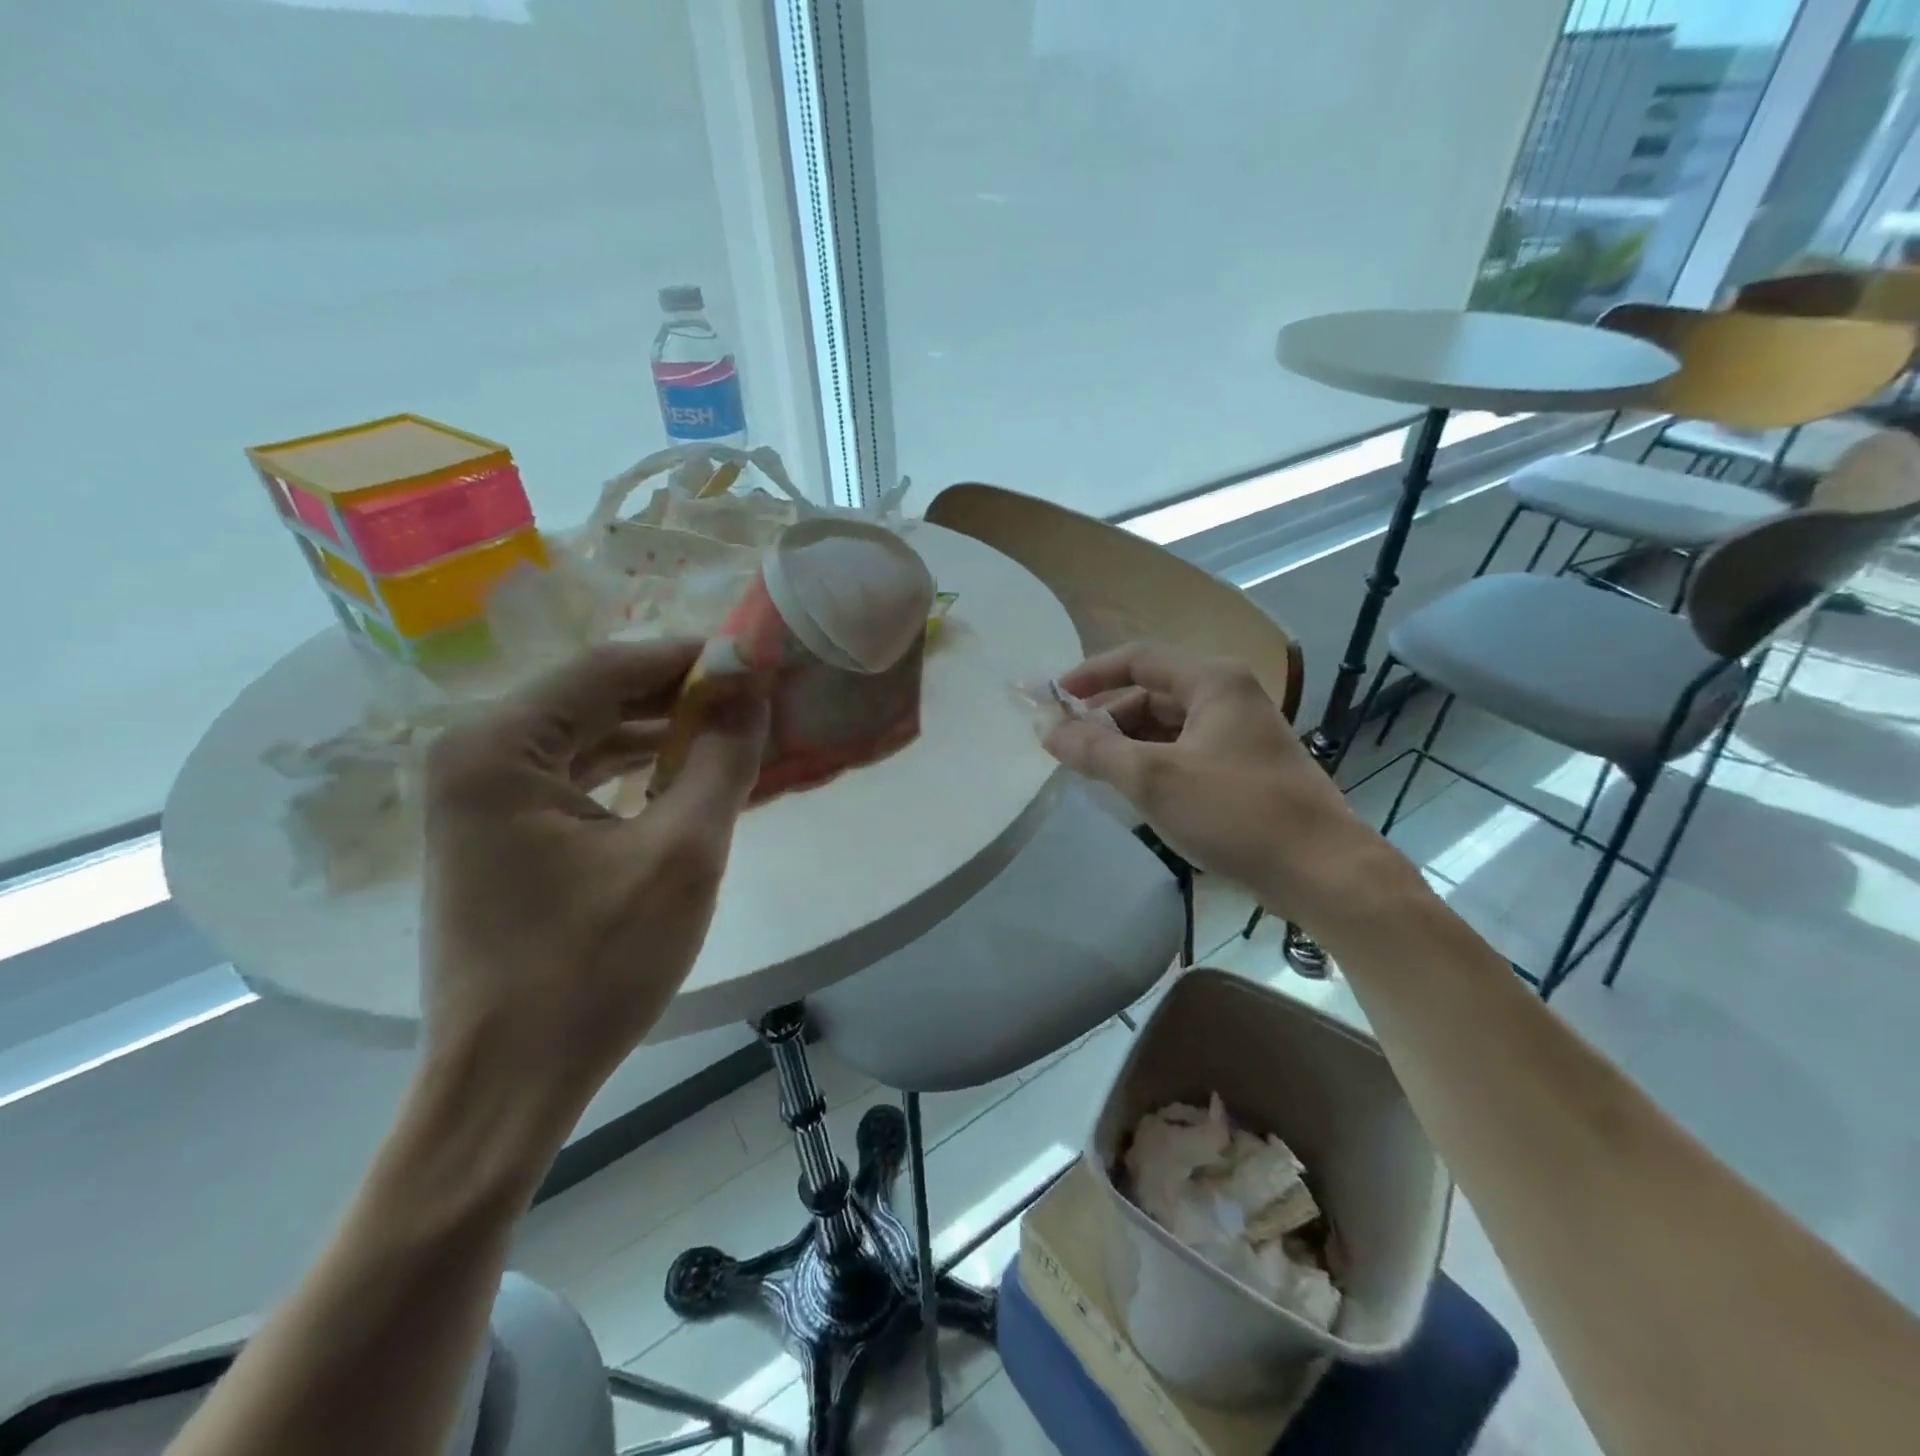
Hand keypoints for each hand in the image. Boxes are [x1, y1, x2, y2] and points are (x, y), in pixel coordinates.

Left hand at [418, 641, 767, 1115]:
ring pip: (587, 738)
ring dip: (660, 734)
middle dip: (679, 697)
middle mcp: (474, 757)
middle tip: (754, 700)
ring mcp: (479, 799)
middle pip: (594, 698)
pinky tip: (685, 778)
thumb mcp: (682, 854)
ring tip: (733, 733)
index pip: (609, 668)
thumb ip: (723, 760)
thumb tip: (753, 691)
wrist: (508, 1084)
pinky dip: (632, 772)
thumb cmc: (594, 968)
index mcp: (498, 748)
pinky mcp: (497, 835)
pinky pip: (575, 778)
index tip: (757, 663)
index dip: (690, 660)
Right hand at [1043, 641, 1392, 923]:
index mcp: (1213, 681)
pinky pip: (1184, 751)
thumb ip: (1095, 749)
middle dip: (1107, 716)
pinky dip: (1153, 763)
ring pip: (1167, 725)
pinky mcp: (1244, 768)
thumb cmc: (1236, 813)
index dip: (1090, 673)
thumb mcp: (1154, 779)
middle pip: (1151, 692)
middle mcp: (1229, 696)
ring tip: (1093, 771)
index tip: (1052, 697)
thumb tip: (1046, 727)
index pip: (1138, 658)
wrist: (1322, 872)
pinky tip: (1133, 790)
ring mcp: (1240, 733)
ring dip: (1128, 742)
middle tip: (1068, 745)